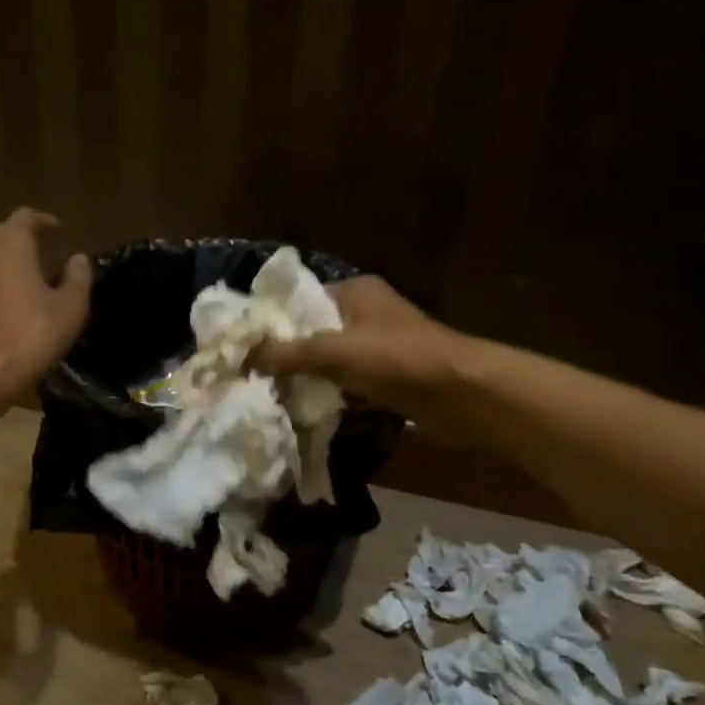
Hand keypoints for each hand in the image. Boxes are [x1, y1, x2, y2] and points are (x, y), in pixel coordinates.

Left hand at [0, 208, 91, 390]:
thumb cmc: (33, 333)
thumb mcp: (70, 308)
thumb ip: (78, 278)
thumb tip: (78, 259)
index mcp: (11, 243)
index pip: (25, 217)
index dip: (43, 221)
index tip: (57, 231)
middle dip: (15, 236)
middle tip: (34, 253)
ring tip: (15, 277)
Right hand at [254, 276, 484, 440]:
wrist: (464, 395)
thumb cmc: (398, 360)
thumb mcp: (335, 352)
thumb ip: (287, 353)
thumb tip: (241, 354)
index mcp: (354, 292)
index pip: (300, 301)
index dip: (271, 322)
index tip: (240, 346)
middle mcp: (366, 314)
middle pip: (313, 333)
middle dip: (285, 355)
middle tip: (249, 376)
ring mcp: (380, 348)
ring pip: (330, 362)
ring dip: (307, 379)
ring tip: (267, 396)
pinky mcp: (389, 379)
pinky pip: (348, 385)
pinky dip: (330, 397)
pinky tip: (303, 412)